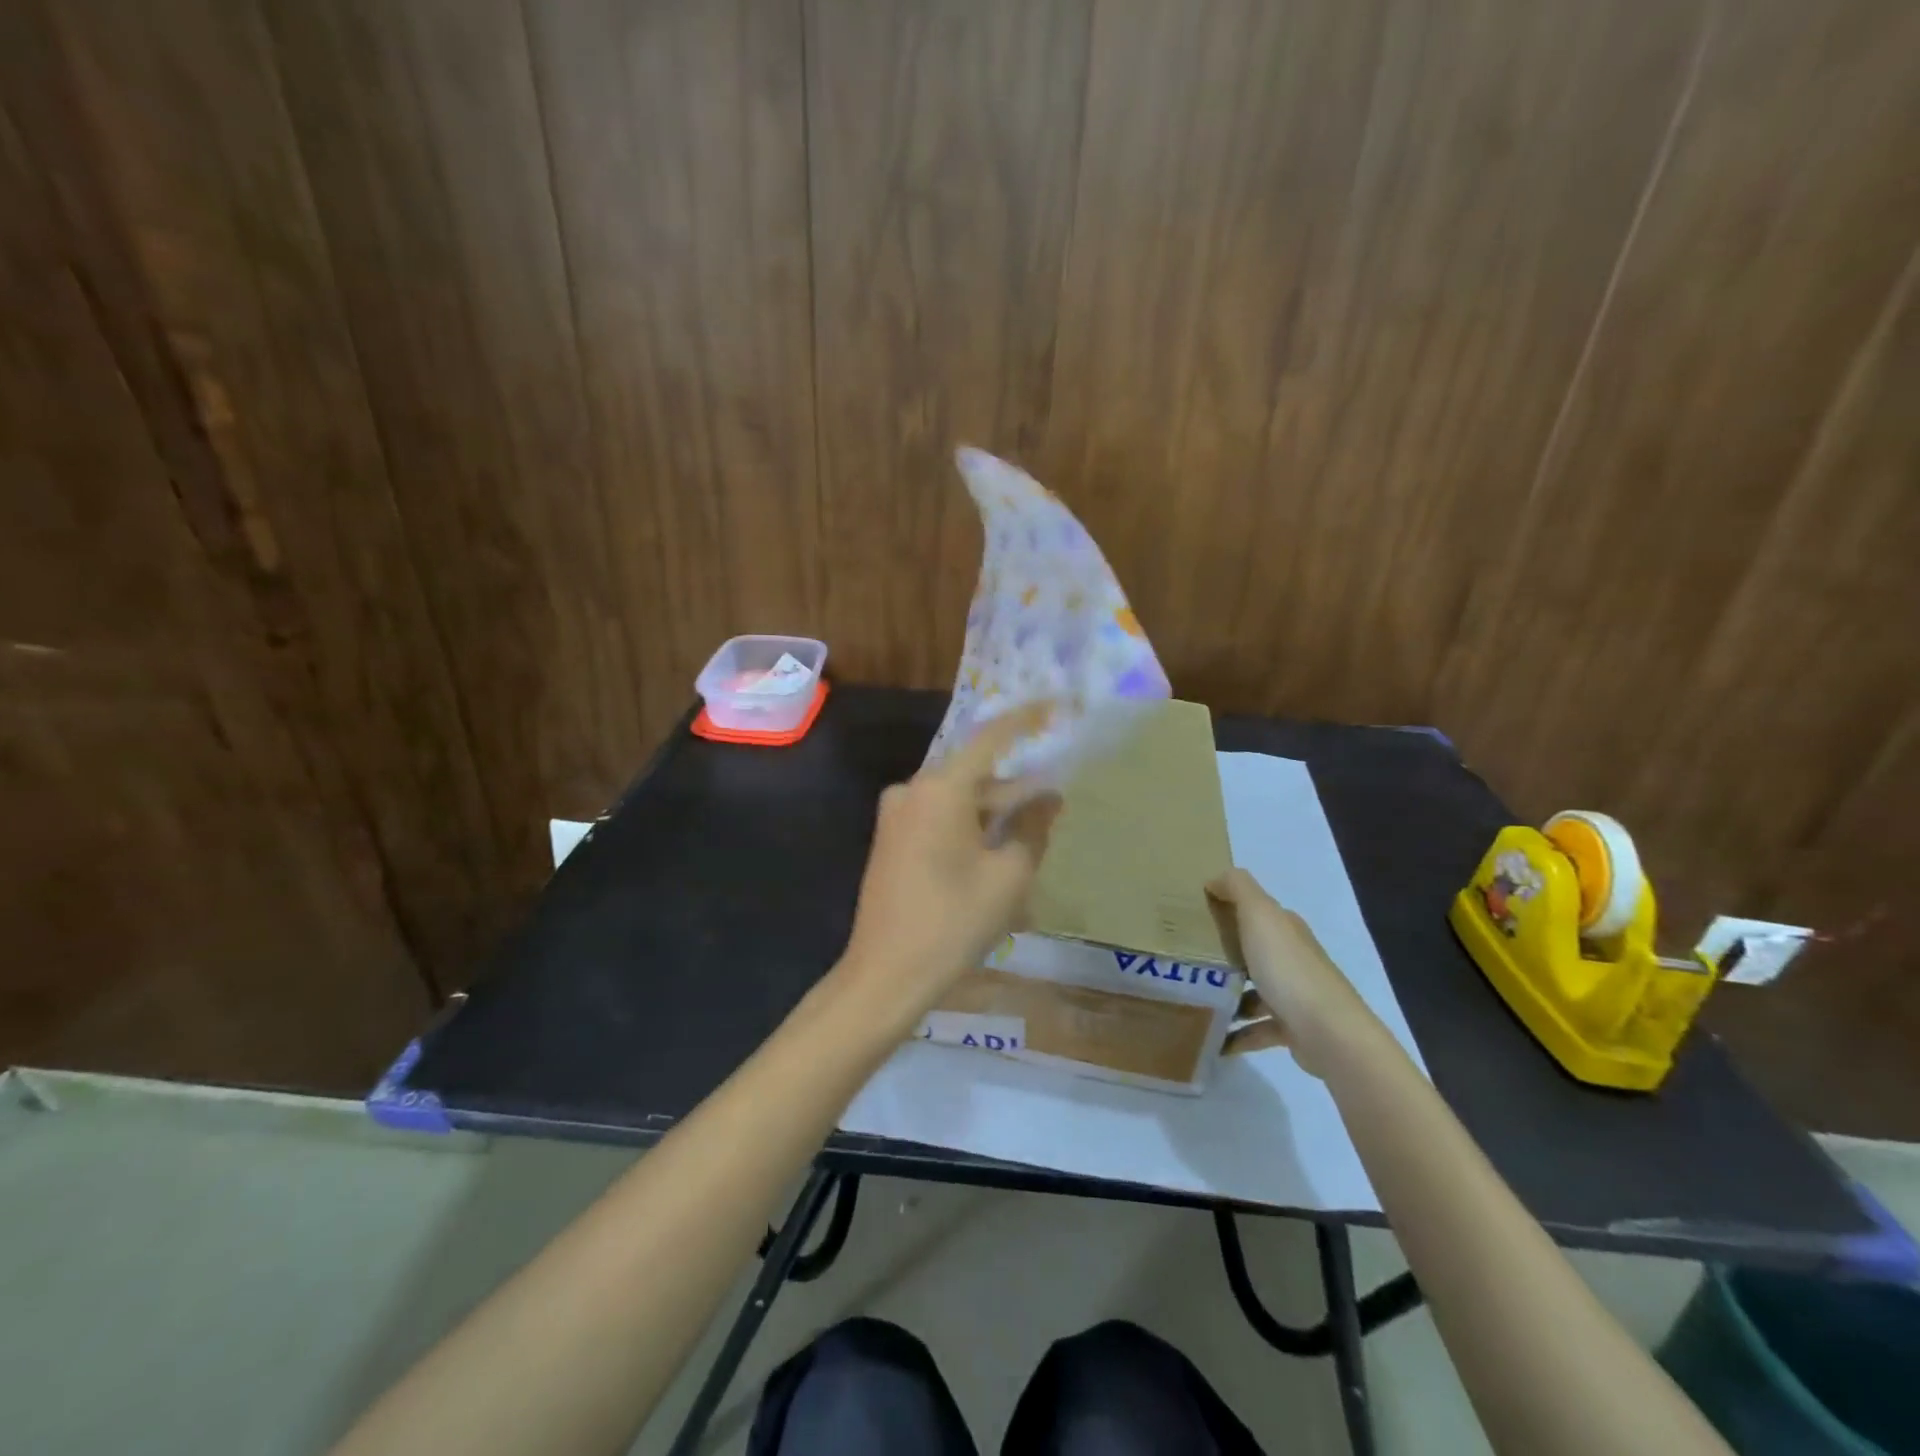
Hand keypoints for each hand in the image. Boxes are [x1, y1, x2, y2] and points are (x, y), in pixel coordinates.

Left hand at [836, 705, 1061, 1036]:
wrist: (886, 974)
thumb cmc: (953, 922)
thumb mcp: (1009, 876)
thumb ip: (1033, 827)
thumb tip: (1049, 797)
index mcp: (940, 788)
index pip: (991, 738)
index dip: (1027, 720)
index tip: (1057, 706)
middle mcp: (913, 790)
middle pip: (976, 775)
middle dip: (1016, 789)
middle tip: (1055, 804)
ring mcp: (897, 815)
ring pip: (959, 800)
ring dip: (995, 815)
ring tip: (1032, 839)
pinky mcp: (892, 838)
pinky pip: (940, 819)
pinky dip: (971, 828)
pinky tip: (996, 855)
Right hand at [1207, 867, 1384, 1077]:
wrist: (1329, 1034)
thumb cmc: (1289, 969)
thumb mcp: (1260, 915)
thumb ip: (1237, 888)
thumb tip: (1214, 879)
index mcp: (1285, 929)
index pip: (1253, 911)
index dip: (1224, 909)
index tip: (1189, 917)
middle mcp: (1292, 958)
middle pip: (1251, 951)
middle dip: (1220, 954)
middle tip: (1182, 960)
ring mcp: (1294, 995)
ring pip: (1252, 990)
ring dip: (1225, 996)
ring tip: (1191, 1001)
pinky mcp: (1292, 1029)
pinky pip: (1256, 1029)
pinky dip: (1236, 1034)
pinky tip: (1213, 1038)